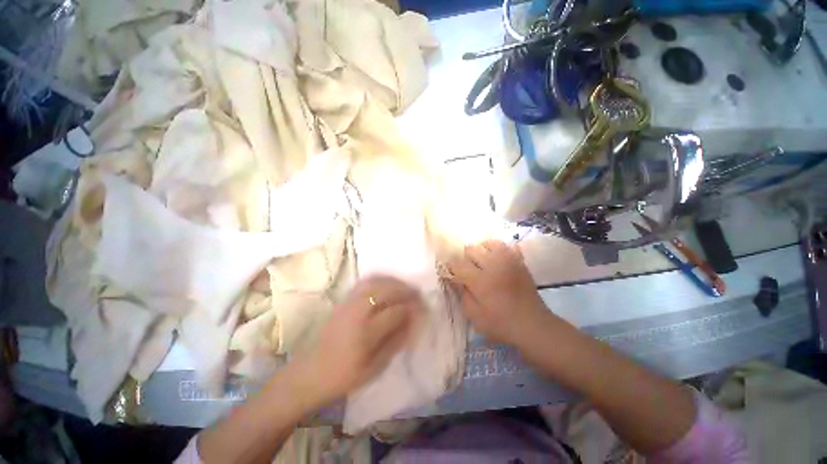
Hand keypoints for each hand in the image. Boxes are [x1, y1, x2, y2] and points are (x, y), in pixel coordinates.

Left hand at [302, 276, 420, 403]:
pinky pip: (364, 282)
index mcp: (366, 333)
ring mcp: (349, 303)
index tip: (423, 308)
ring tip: (405, 286)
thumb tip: (413, 321)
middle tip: (418, 293)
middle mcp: (357, 312)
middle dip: (405, 290)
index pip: (396, 312)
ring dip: (393, 281)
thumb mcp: (375, 367)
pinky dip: (379, 279)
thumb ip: (396, 342)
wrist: (311, 372)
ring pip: (375, 282)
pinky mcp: (343, 300)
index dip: (412, 308)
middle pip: (386, 291)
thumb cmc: (345, 375)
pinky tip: (387, 282)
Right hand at [448, 240, 546, 344]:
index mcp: (480, 280)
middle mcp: (493, 265)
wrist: (533, 324)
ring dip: (481, 250)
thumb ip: (461, 294)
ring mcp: (508, 261)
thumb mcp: (474, 315)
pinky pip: (506, 245)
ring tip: (482, 262)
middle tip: (468, 270)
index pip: (458, 264)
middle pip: (471, 249)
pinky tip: (496, 259)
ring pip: (488, 243)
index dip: (451, 267)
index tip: (451, 273)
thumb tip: (453, 278)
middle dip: (465, 258)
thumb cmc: (500, 324)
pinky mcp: (519, 261)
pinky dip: (498, 249)